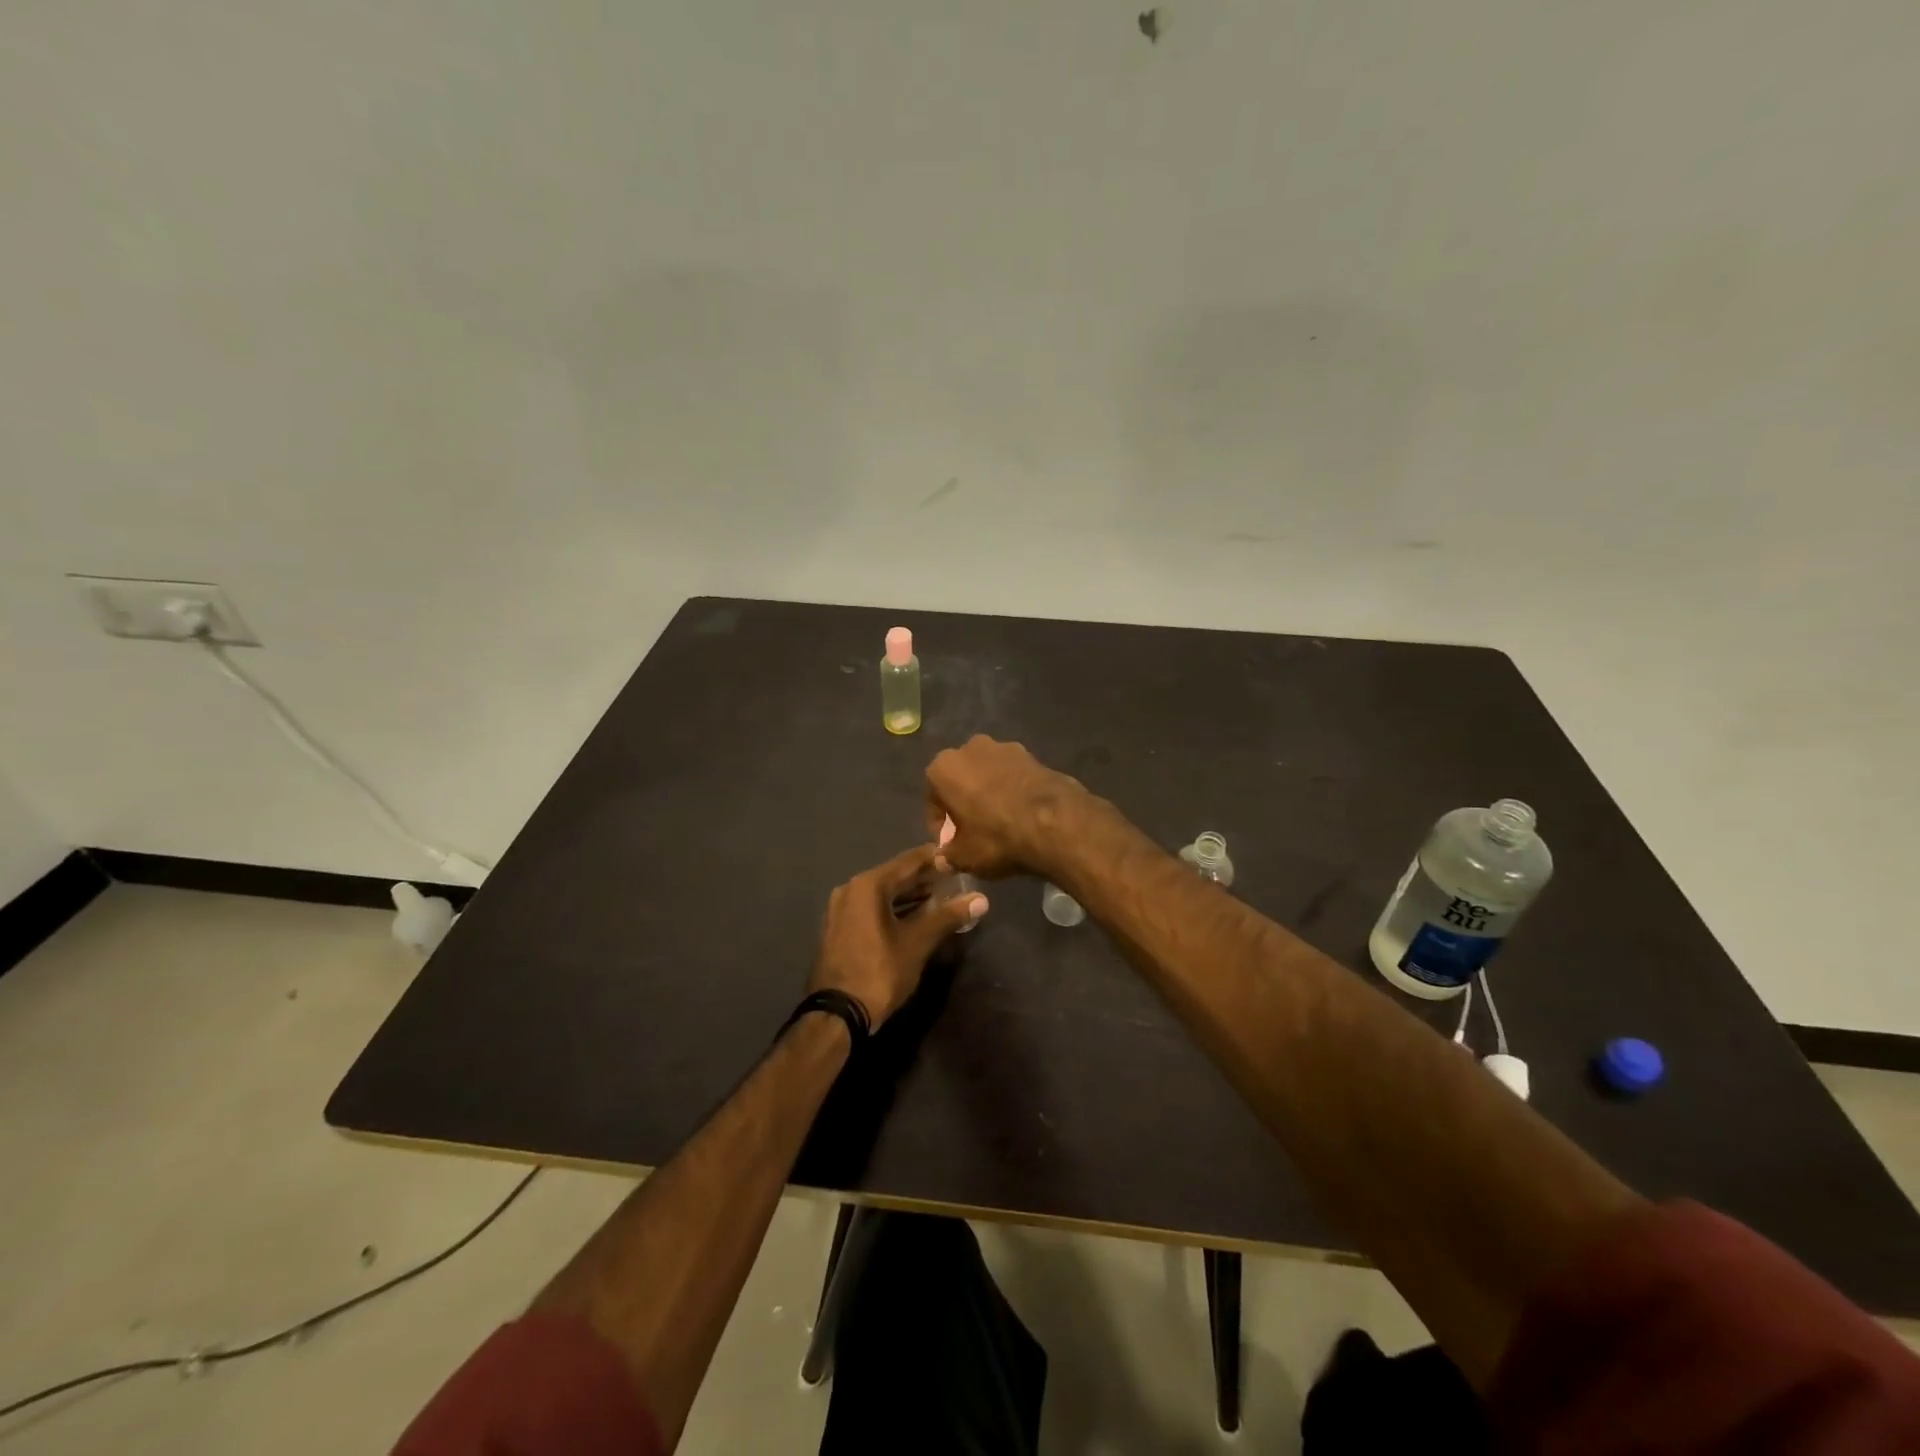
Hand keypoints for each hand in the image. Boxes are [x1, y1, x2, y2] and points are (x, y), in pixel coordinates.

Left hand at [807, 845, 987, 1029]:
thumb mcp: (918, 943)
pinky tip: (917, 916)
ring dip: (911, 895)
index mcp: (868, 885)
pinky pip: (872, 908)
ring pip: (883, 893)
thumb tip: (981, 899)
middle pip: (895, 875)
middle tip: (956, 878)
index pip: (909, 860)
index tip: (959, 856)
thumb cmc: (879, 972)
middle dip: (925, 878)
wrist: (837, 1015)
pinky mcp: (841, 927)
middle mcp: (851, 889)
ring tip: (942, 896)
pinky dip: (895, 908)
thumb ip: (948, 916)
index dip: (936, 857)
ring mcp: (842, 909)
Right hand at [925, 735, 1087, 877]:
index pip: (933, 800)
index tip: (951, 845)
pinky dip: (1013, 792)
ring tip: (1001, 824)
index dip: (941, 826)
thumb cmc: (997, 837)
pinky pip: (1013, 776)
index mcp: (944, 767)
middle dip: (964, 804)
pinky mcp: (1034, 755)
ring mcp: (1005, 747)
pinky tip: (1022, 815)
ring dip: (989, 795)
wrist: (1055, 823)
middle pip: (961, 781)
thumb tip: (944, 858)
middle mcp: (971, 748)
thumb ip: (948, 855)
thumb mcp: (964, 856)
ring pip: (988, 776)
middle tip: (974, 833)